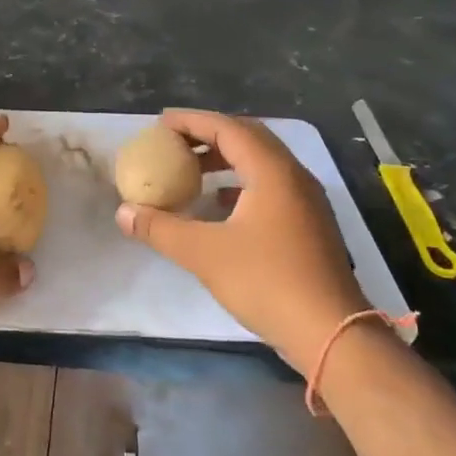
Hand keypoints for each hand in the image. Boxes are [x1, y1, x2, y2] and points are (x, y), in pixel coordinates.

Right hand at [115, 110, 366, 374]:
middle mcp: (293, 176)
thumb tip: (123, 212)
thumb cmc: (267, 282)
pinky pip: (269, 185)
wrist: (332, 334)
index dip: (192, 121)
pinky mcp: (309, 224)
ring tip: (190, 171)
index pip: (228, 128)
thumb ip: (160, 228)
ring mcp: (306, 201)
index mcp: (271, 172)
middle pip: (248, 138)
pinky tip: (218, 205)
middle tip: (174, 142)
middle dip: (209, 135)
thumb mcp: (204, 254)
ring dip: (225, 159)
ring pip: (261, 162)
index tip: (160, 124)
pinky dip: (239, 183)